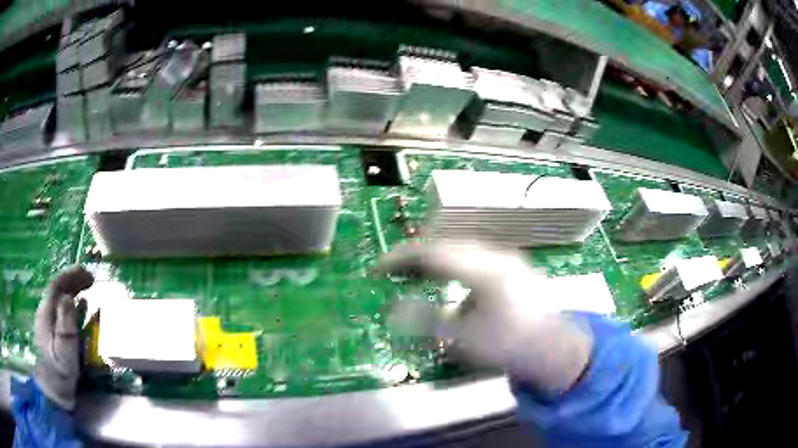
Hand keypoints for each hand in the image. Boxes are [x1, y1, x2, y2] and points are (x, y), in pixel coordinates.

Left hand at [34, 266, 93, 409]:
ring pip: (58, 299)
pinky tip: (78, 309)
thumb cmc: (59, 371)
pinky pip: (60, 311)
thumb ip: (65, 325)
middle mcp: (45, 312)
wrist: (52, 389)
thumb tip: (69, 297)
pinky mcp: (50, 333)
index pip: (57, 285)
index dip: (71, 275)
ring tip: (87, 292)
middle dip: (73, 281)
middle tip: (91, 280)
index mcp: (47, 312)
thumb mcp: (64, 351)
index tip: (88, 274)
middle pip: (57, 289)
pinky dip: (70, 305)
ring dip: (72, 291)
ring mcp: (47, 323)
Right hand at [378, 241, 592, 392]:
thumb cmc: (510, 346)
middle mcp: (496, 255)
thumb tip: (392, 309)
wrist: (555, 348)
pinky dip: (453, 264)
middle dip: (415, 257)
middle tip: (392, 271)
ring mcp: (507, 258)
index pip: (432, 253)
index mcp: (484, 270)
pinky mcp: (513, 266)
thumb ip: (427, 321)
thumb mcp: (465, 339)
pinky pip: (474, 257)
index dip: (400, 259)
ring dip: (434, 259)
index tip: (377, 269)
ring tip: (414, 273)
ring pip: (461, 249)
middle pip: (446, 245)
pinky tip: (448, 279)